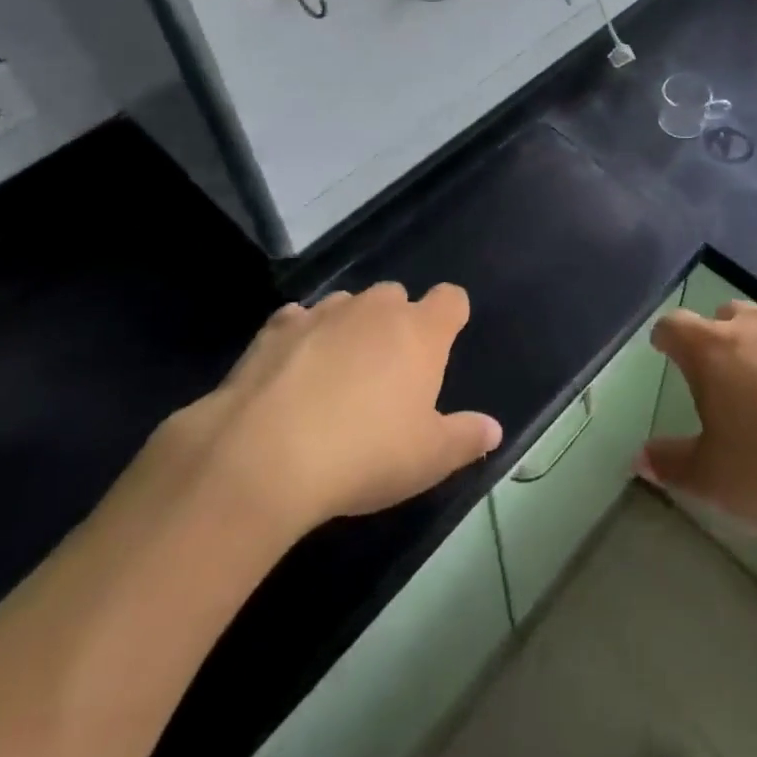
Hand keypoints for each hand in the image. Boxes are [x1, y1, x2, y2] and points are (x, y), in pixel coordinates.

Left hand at [154, 283, 501, 542]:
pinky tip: (292, 373)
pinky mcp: (276, 327)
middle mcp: (376, 309)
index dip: (450, 317)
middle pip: (396, 297)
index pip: (451, 299)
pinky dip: (302, 337)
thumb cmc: (364, 454)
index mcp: (421, 332)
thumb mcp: (428, 459)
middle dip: (396, 323)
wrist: (263, 455)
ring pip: (348, 305)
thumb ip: (465, 438)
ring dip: (349, 328)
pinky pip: (299, 319)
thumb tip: (492, 429)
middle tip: (387, 373)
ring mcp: (324, 312)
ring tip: (337, 375)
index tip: (443, 345)